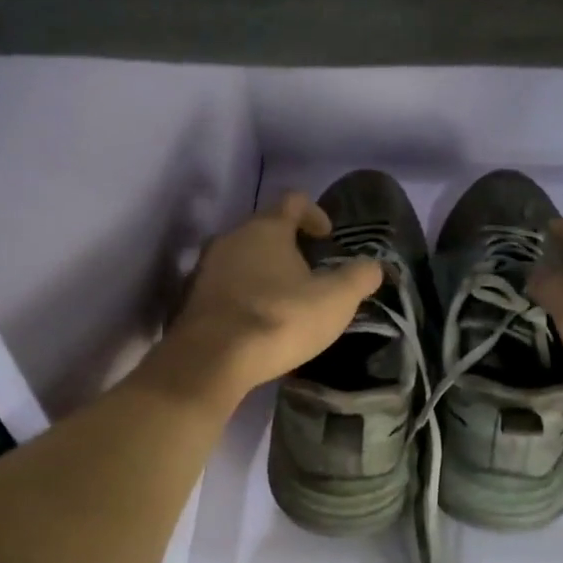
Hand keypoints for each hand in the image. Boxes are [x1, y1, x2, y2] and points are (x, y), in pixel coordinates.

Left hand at [158, 192, 382, 403]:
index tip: (328, 238)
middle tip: (310, 274)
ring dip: (263, 273)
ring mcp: (204, 268)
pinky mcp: (189, 299)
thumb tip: (373, 266)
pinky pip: (224, 287)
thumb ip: (359, 277)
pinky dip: (243, 296)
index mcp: (266, 228)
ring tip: (284, 302)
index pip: (293, 201)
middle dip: (288, 247)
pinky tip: (256, 323)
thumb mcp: (336, 300)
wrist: (211, 361)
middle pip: (264, 230)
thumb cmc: (280, 319)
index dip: (315, 214)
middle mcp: (230, 238)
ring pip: (241, 259)